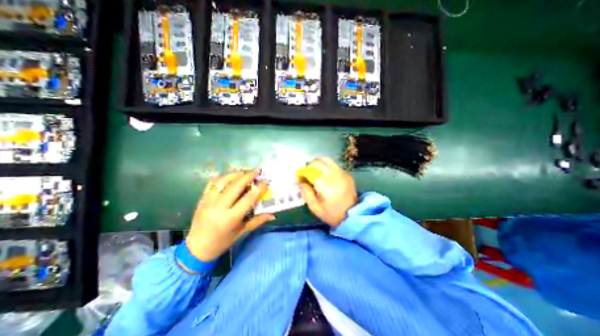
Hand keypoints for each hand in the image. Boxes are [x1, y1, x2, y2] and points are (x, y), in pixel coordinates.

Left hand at [187, 171, 274, 261]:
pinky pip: (212, 183)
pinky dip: (222, 177)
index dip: (259, 188)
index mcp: (230, 218)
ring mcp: (208, 201)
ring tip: (244, 172)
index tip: (265, 181)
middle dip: (248, 176)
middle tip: (257, 171)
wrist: (197, 248)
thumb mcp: (242, 232)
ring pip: (222, 181)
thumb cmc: (223, 242)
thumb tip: (273, 214)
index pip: (248, 199)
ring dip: (235, 174)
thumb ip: (258, 220)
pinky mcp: (202, 199)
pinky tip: (230, 176)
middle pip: (235, 186)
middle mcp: (219, 207)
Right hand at [298, 157, 355, 228]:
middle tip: (307, 174)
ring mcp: (342, 173)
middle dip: (310, 165)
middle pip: (319, 161)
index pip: (310, 170)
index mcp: (325, 185)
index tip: (299, 177)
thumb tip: (300, 180)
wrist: (352, 215)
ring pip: (327, 160)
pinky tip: (326, 176)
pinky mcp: (347, 174)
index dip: (302, 172)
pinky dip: (326, 167)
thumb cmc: (331, 214)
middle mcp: (334, 175)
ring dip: (318, 164)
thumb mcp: (314, 207)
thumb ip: (306, 192)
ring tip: (315, 172)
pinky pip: (334, 165)